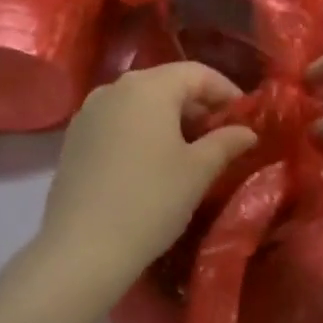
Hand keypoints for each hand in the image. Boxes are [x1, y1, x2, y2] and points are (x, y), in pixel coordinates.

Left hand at [32, 63, 256, 313]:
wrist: (81, 249)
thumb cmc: (150, 201)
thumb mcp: (198, 172)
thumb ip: (226, 142)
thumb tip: (247, 131)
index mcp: (148, 86)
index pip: (197, 73)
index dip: (226, 90)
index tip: (247, 115)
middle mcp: (115, 87)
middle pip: (167, 83)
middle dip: (198, 105)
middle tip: (222, 134)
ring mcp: (90, 111)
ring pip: (140, 102)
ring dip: (169, 118)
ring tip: (190, 149)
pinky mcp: (75, 137)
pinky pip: (118, 121)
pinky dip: (141, 130)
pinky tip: (152, 161)